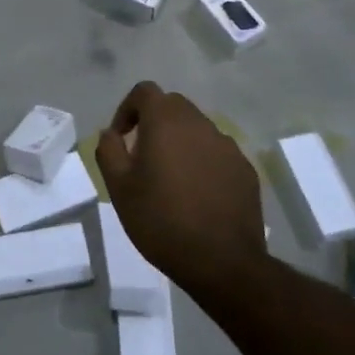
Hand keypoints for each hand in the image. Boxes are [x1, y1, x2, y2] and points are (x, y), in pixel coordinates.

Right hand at [96, 82, 265, 296]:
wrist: (222, 262)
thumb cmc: (161, 220)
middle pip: (172, 106)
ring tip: (171, 178)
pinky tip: (198, 194)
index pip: (145, 91)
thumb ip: (108, 150)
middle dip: (154, 122)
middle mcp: (200, 124)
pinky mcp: (245, 169)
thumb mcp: (119, 188)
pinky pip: (217, 153)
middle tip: (143, 157)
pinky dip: (203, 162)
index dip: (127, 108)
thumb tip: (110, 133)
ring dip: (180, 142)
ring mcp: (227, 146)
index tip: (121, 138)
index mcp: (166, 122)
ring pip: (197, 129)